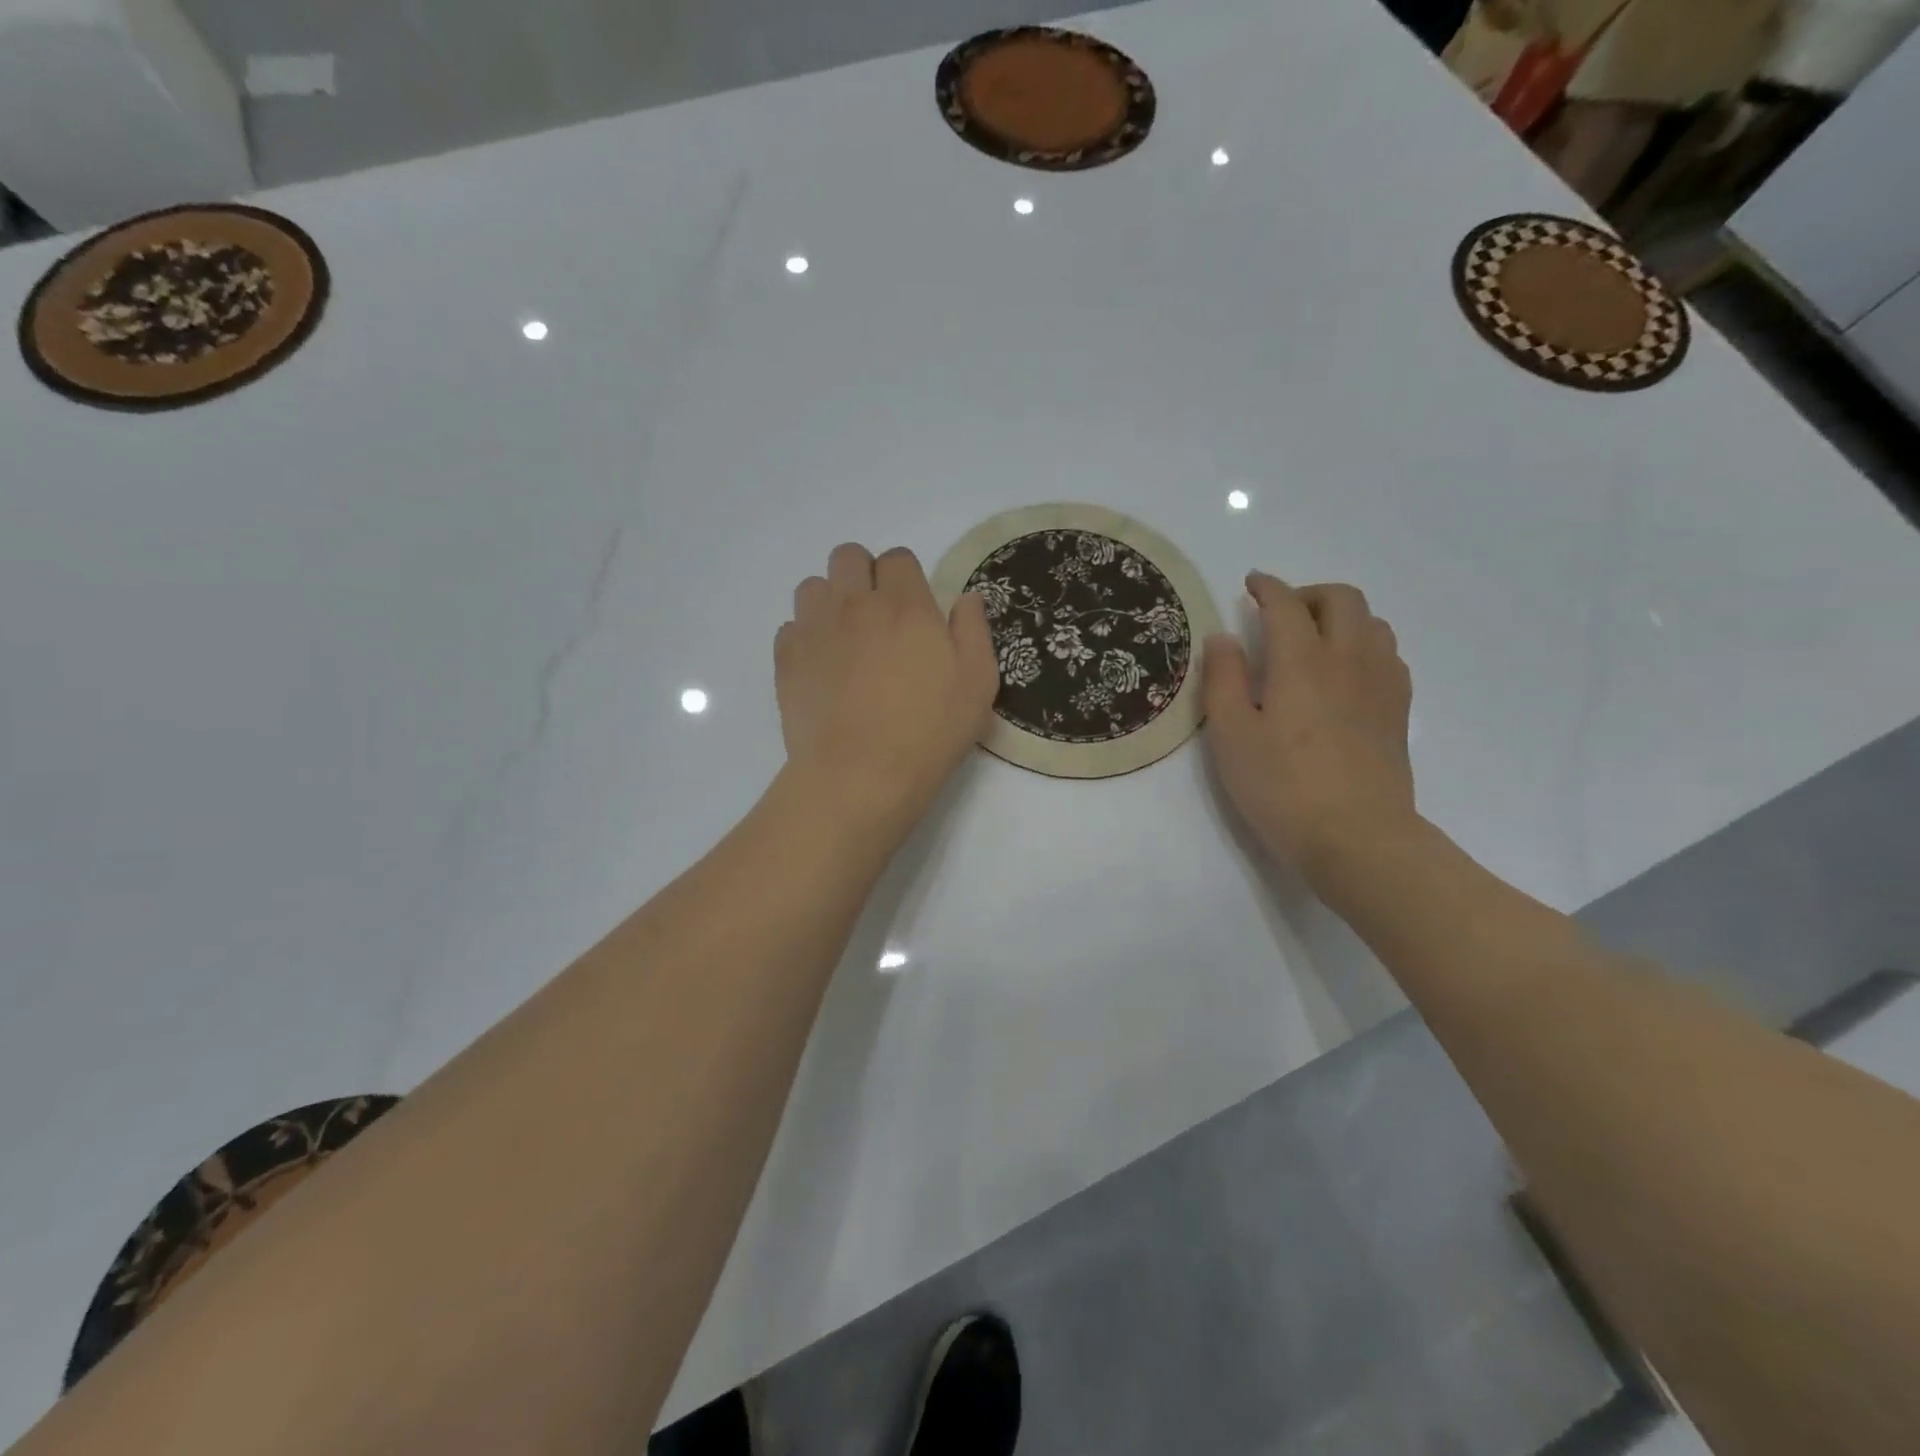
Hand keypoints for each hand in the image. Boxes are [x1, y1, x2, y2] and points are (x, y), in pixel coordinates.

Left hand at [776, 543, 998, 839]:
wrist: (860, 774)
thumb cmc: (929, 731)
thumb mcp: (978, 683)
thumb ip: (973, 630)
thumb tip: (967, 598)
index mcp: (905, 604)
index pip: (898, 558)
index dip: (907, 578)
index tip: (914, 610)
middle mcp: (854, 604)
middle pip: (848, 556)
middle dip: (863, 575)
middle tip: (878, 616)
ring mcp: (814, 629)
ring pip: (813, 586)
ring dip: (830, 601)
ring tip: (846, 638)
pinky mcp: (786, 658)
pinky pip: (790, 626)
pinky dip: (805, 636)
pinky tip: (822, 668)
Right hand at [1203, 573, 1415, 880]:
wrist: (1357, 837)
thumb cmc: (1281, 787)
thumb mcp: (1231, 735)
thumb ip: (1223, 679)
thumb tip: (1222, 638)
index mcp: (1302, 661)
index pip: (1286, 604)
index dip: (1267, 587)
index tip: (1251, 584)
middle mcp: (1349, 659)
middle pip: (1342, 599)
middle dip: (1308, 593)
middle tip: (1280, 613)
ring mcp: (1381, 684)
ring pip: (1372, 623)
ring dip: (1340, 617)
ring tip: (1312, 641)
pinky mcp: (1398, 711)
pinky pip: (1388, 654)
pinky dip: (1364, 645)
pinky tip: (1345, 674)